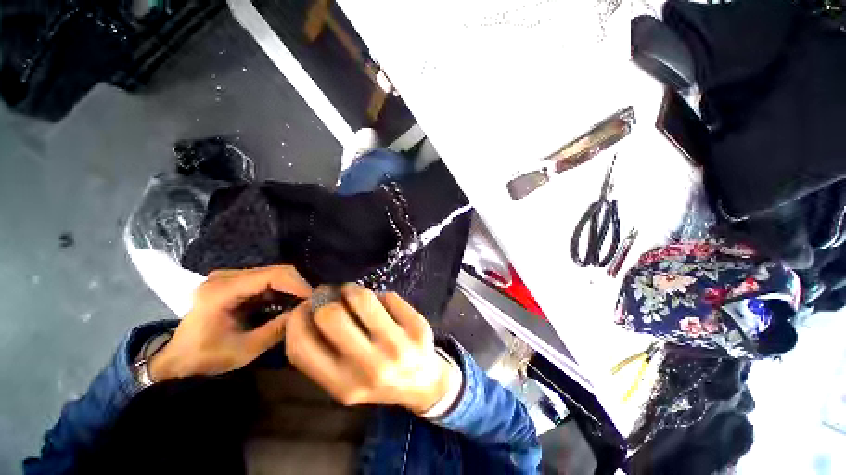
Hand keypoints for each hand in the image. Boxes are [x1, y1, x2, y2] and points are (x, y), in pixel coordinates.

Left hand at [149, 265, 311, 380]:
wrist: (177, 359)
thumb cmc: (206, 357)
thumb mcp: (245, 349)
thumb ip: (278, 328)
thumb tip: (307, 312)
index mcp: (222, 290)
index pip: (272, 275)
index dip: (298, 284)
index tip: (314, 299)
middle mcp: (225, 276)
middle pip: (275, 271)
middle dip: (297, 286)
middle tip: (311, 303)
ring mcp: (228, 277)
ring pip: (273, 274)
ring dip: (290, 288)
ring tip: (302, 304)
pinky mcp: (233, 281)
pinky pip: (265, 280)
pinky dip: (280, 291)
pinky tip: (287, 304)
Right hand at [284, 284, 451, 413]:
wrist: (423, 384)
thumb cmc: (377, 380)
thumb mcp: (344, 381)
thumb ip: (321, 353)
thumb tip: (304, 310)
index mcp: (343, 386)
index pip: (302, 347)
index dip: (296, 320)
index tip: (303, 307)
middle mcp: (371, 367)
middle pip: (331, 315)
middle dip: (325, 298)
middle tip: (330, 294)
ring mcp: (398, 346)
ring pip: (362, 298)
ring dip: (352, 289)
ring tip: (353, 293)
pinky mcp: (418, 328)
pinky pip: (389, 296)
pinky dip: (380, 296)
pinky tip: (382, 305)